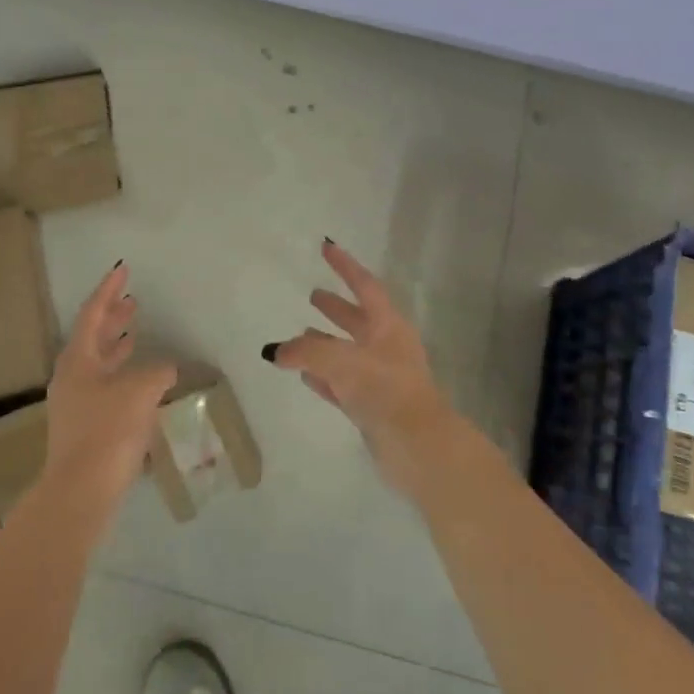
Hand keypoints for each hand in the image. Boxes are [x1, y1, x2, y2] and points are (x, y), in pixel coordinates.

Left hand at [44, 262, 176, 508]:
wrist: (81, 491)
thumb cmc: (108, 430)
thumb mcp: (140, 391)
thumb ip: (157, 371)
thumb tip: (165, 368)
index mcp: (78, 359)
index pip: (93, 313)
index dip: (109, 290)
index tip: (122, 268)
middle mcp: (72, 376)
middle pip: (92, 337)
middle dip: (113, 318)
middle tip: (132, 301)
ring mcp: (76, 403)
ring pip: (98, 363)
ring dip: (118, 346)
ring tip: (136, 333)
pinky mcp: (86, 426)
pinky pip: (105, 386)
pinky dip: (123, 374)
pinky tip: (141, 380)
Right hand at [265, 241, 456, 499]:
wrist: (419, 446)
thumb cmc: (384, 389)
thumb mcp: (340, 361)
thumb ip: (305, 352)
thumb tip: (275, 351)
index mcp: (388, 326)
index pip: (364, 286)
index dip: (344, 266)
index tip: (326, 247)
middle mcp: (387, 347)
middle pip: (358, 320)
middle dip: (335, 307)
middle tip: (312, 295)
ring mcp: (382, 379)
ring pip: (349, 353)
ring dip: (326, 344)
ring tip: (299, 338)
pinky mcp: (374, 407)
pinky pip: (344, 384)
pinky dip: (325, 378)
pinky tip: (306, 377)